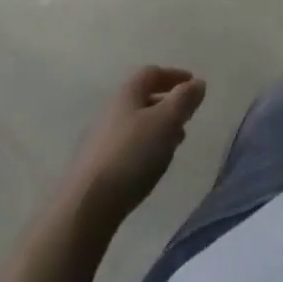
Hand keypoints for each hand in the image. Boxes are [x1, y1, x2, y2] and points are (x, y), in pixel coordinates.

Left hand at [72, 66, 206, 217]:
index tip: (193, 84)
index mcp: (127, 94)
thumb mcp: (167, 121)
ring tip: (173, 145)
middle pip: (142, 99)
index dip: (174, 76)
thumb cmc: (131, 155)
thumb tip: (198, 83)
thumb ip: (185, 99)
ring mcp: (98, 142)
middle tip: (186, 117)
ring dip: (157, 129)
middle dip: (167, 105)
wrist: (84, 208)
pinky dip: (144, 149)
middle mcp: (110, 112)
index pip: (152, 73)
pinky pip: (126, 148)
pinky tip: (150, 167)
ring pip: (134, 126)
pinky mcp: (94, 169)